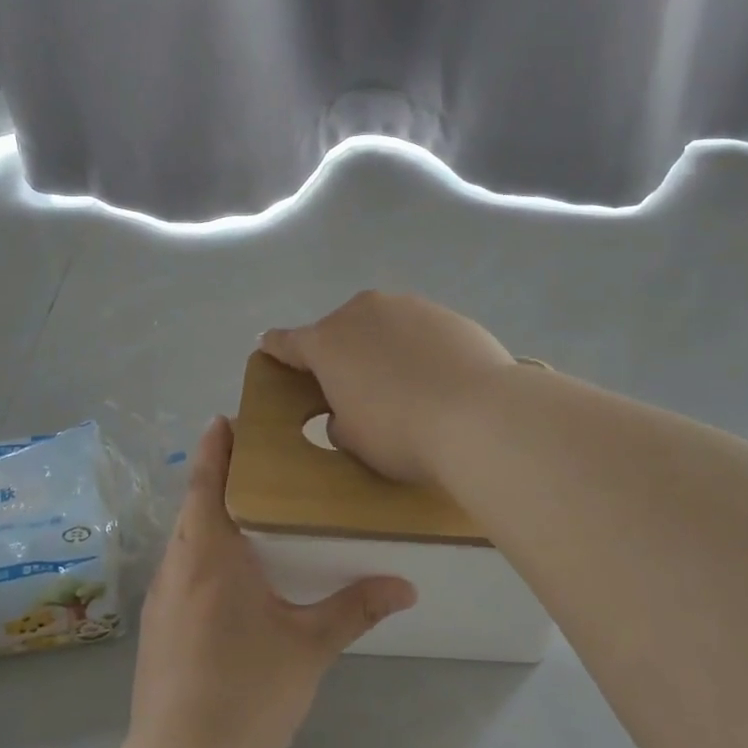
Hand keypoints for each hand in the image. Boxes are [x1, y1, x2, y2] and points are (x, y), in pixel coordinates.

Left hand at [127, 417, 415, 747]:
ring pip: (185, 538)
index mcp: (211, 555)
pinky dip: (202, 550)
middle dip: (218, 477)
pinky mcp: (157, 627)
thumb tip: (405, 585)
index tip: (226, 420)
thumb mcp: (310, 647)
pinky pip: (181, 568)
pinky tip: (230, 574)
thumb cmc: (248, 693)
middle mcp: (178, 566)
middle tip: (256, 460)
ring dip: (209, 515)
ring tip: (248, 510)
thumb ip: (355, 608)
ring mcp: (161, 598)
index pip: (208, 483)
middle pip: (194, 505)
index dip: (215, 448)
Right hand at [257, 291, 514, 485]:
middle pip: (340, 330)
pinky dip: (419, 349)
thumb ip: (339, 420)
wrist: (479, 415)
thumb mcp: (353, 440)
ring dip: (382, 347)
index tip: (268, 345)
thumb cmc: (400, 432)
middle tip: (355, 386)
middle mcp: (362, 312)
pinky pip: (419, 331)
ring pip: (382, 326)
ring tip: (404, 384)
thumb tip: (349, 411)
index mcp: (327, 342)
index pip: (288, 342)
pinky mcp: (447, 313)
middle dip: (341, 352)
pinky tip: (438, 378)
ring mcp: (408, 307)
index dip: (276, 348)